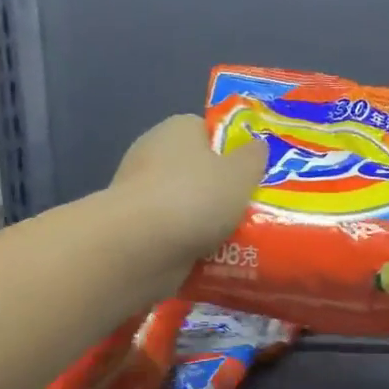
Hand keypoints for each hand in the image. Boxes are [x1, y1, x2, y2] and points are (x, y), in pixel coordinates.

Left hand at [112, 114, 267, 259]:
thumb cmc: (196, 197)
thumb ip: (254, 158)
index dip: (229, 150)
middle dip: (218, 191)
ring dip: (202, 223)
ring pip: (182, 205)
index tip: (250, 175)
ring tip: (236, 243)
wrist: (141, 246)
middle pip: (194, 170)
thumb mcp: (241, 173)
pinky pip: (168, 234)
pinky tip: (207, 260)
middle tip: (248, 211)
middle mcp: (152, 154)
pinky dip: (185, 245)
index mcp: (177, 128)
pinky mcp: (131, 228)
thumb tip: (257, 146)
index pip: (205, 131)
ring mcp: (138, 193)